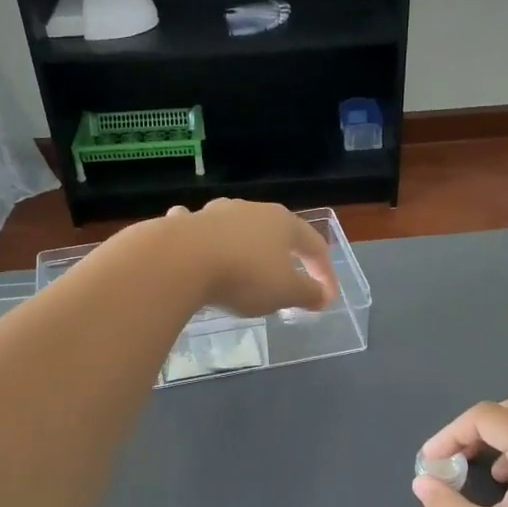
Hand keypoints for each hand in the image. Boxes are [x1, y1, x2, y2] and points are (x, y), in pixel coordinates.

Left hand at [164, 200, 337, 316]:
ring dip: (245, 243)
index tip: (327, 296)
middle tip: (288, 276)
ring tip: (246, 262)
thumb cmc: (244, 275)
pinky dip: (203, 239)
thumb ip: (308, 294)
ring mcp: (215, 213)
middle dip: (284, 254)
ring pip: (237, 226)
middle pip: (276, 231)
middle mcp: (251, 210)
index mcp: (283, 223)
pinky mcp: (185, 223)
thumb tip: (324, 296)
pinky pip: (199, 229)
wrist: (180, 260)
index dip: (325, 271)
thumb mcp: (285, 292)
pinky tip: (198, 248)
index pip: (314, 244)